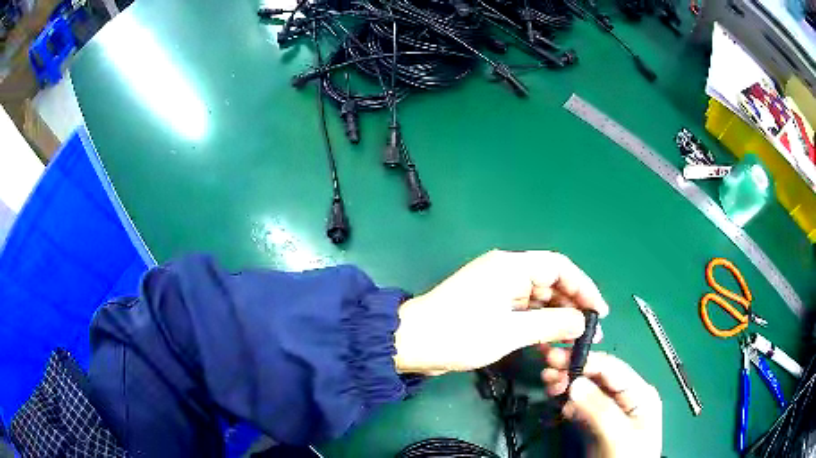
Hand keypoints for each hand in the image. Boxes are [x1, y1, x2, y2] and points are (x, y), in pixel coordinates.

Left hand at [393, 250, 608, 374]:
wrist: (412, 344)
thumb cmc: (460, 333)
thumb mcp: (510, 331)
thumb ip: (551, 324)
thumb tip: (582, 321)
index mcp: (511, 266)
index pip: (559, 268)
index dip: (583, 287)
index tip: (599, 311)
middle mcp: (507, 273)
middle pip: (550, 285)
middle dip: (572, 308)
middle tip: (589, 333)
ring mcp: (498, 292)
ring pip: (538, 302)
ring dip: (556, 322)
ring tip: (573, 345)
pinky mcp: (491, 309)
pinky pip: (523, 314)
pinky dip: (538, 329)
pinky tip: (550, 348)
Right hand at [540, 347, 661, 457]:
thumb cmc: (628, 457)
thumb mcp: (619, 434)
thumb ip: (600, 409)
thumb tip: (575, 383)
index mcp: (639, 393)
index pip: (611, 368)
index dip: (586, 361)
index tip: (558, 360)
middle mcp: (625, 398)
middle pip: (597, 377)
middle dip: (572, 371)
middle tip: (547, 370)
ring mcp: (610, 412)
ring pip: (586, 391)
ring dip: (567, 386)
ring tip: (548, 383)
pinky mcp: (596, 425)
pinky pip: (580, 408)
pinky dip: (566, 404)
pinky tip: (556, 403)